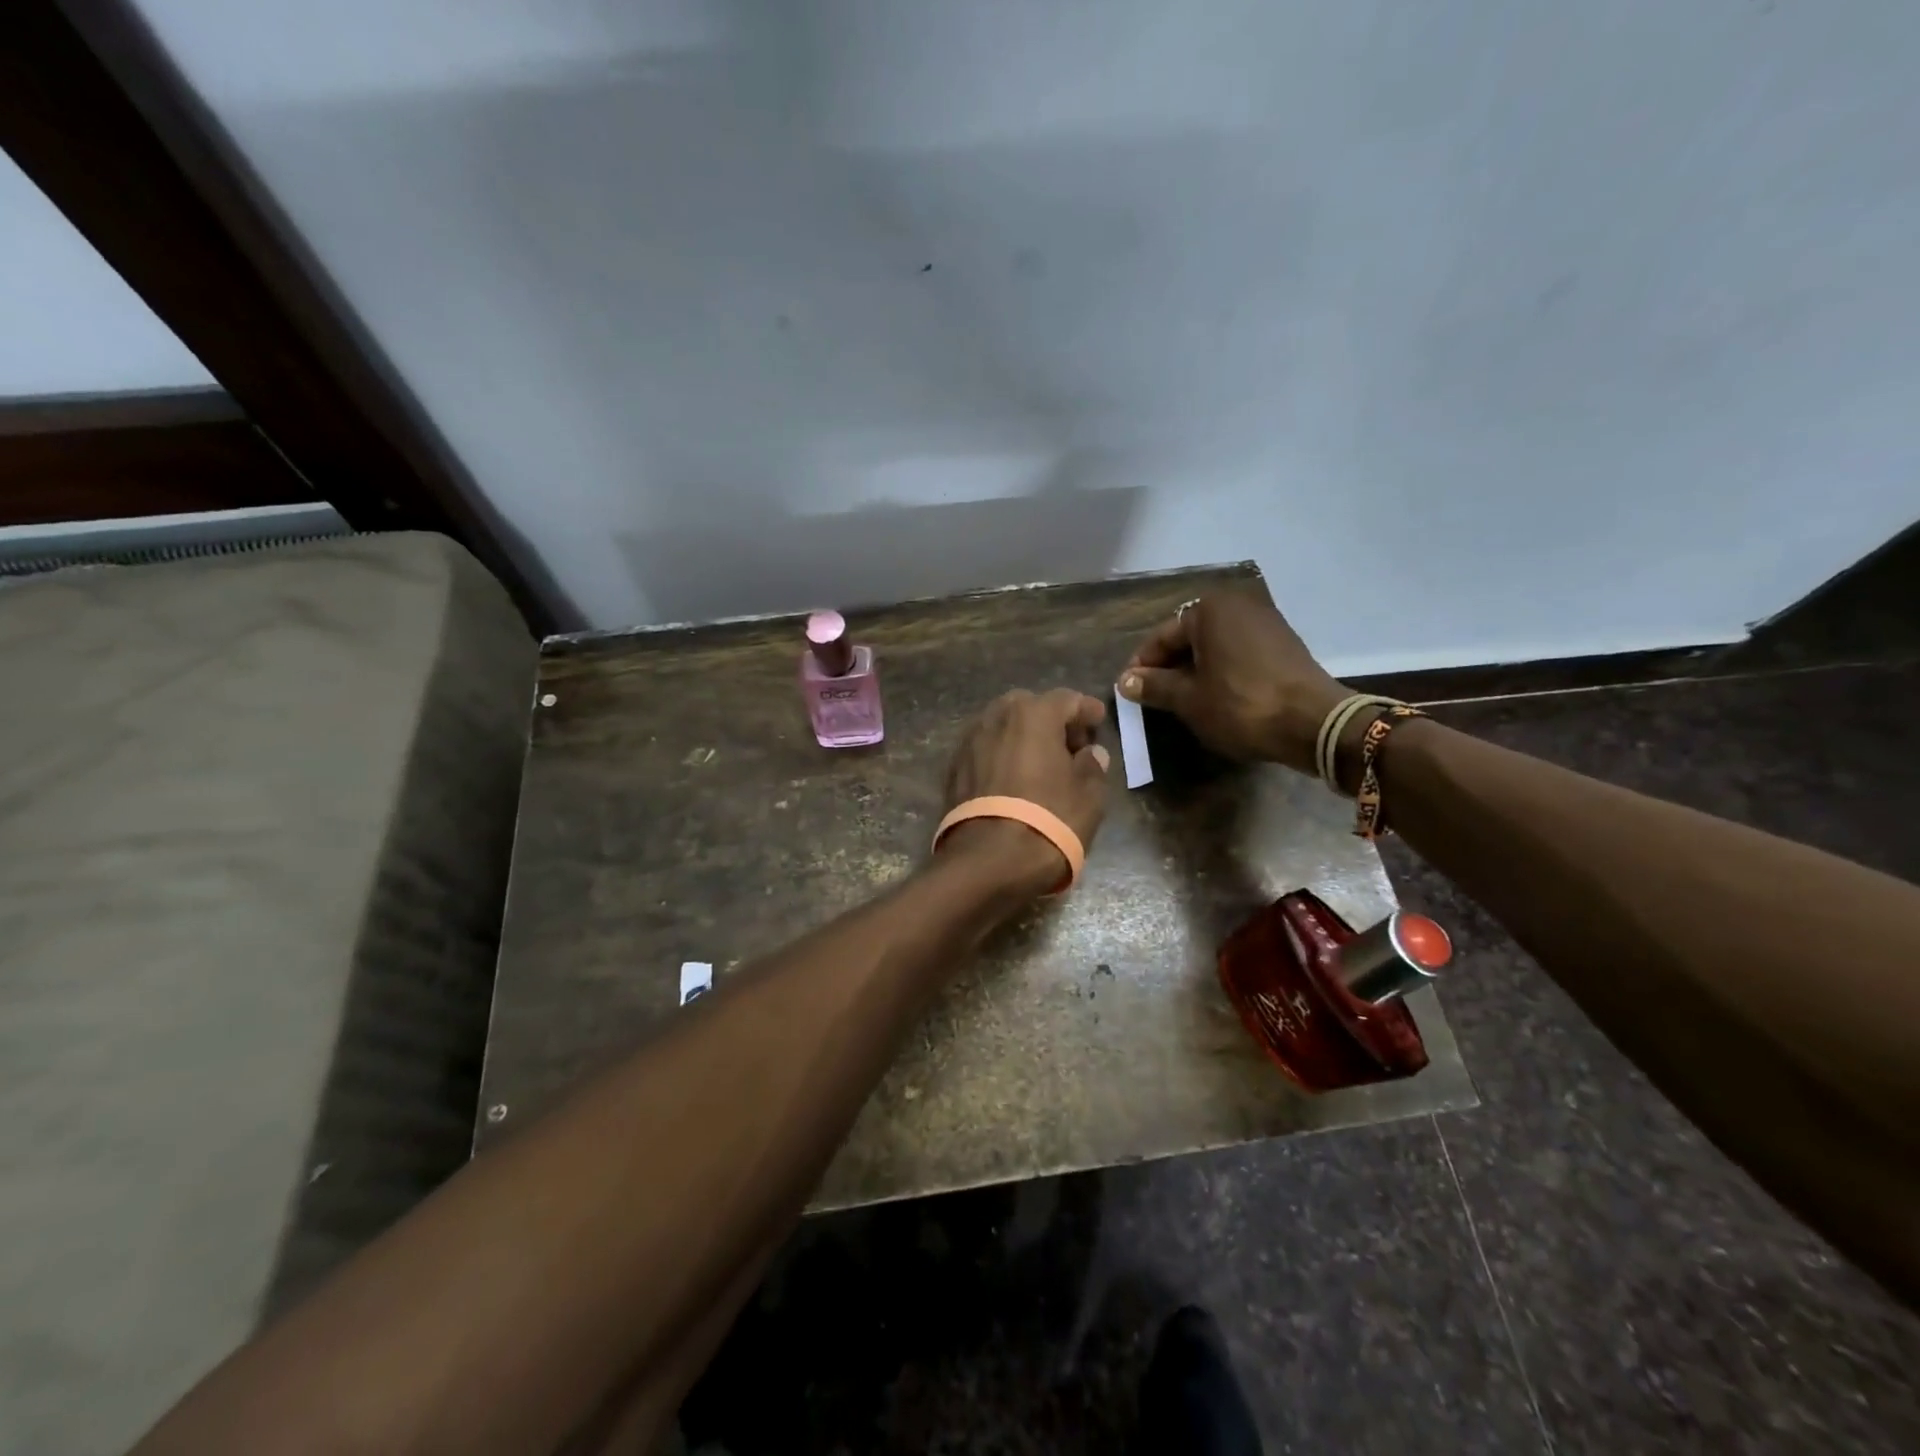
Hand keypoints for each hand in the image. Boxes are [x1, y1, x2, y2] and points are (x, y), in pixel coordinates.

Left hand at [941, 688, 1110, 895]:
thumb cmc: (1049, 821)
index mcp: (1033, 714)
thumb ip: (1092, 767)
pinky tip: (1015, 778)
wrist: (987, 861)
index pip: (1067, 700)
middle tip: (1070, 746)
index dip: (1087, 710)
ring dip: (1024, 737)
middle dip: (1051, 721)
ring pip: (1003, 727)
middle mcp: (997, 717)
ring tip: (1042, 763)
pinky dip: (1003, 755)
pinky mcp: (953, 768)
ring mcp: (970, 741)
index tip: (1099, 721)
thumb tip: (1090, 754)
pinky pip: (986, 750)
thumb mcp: (1088, 796)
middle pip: (1029, 707)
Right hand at [1117, 591, 1345, 773]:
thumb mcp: (1189, 699)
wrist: (1313, 723)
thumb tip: (1125, 681)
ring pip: (1214, 645)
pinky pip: (1238, 652)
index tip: (1128, 692)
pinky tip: (1215, 695)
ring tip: (1181, 700)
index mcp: (1209, 610)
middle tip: (1153, 697)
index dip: (1141, 666)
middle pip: (1188, 638)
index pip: (1161, 637)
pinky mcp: (1283, 642)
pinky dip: (1221, 669)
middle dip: (1168, 667)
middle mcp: (1237, 605)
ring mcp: (1265, 621)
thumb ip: (1154, 686)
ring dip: (1194, 669)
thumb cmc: (1240, 705)